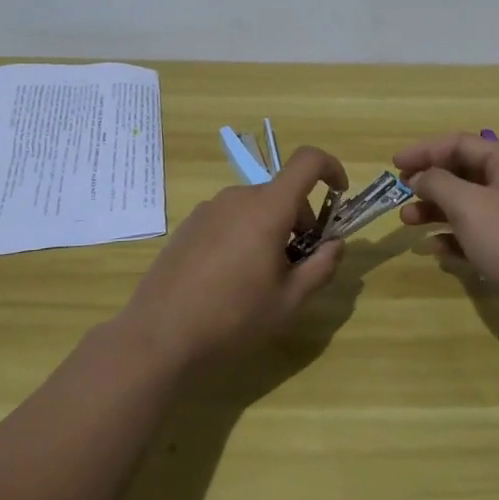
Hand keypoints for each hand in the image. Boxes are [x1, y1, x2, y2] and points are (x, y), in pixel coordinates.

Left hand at [118, 146, 348, 372]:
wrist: (159, 338)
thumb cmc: (233, 318)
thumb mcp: (290, 301)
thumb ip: (321, 266)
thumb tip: (335, 244)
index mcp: (267, 208)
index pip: (307, 161)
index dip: (331, 168)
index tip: (339, 196)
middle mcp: (237, 197)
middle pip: (282, 192)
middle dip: (300, 220)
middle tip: (299, 265)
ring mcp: (208, 209)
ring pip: (255, 207)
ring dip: (271, 229)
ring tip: (263, 278)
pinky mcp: (189, 226)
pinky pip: (229, 218)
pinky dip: (244, 234)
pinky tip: (230, 279)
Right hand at [395, 132, 498, 319]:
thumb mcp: (467, 204)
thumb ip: (437, 183)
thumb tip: (419, 177)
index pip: (460, 143)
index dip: (425, 150)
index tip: (395, 165)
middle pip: (462, 171)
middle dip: (429, 182)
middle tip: (401, 192)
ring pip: (465, 202)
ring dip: (434, 209)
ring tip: (407, 222)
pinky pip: (474, 231)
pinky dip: (452, 235)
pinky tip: (434, 250)